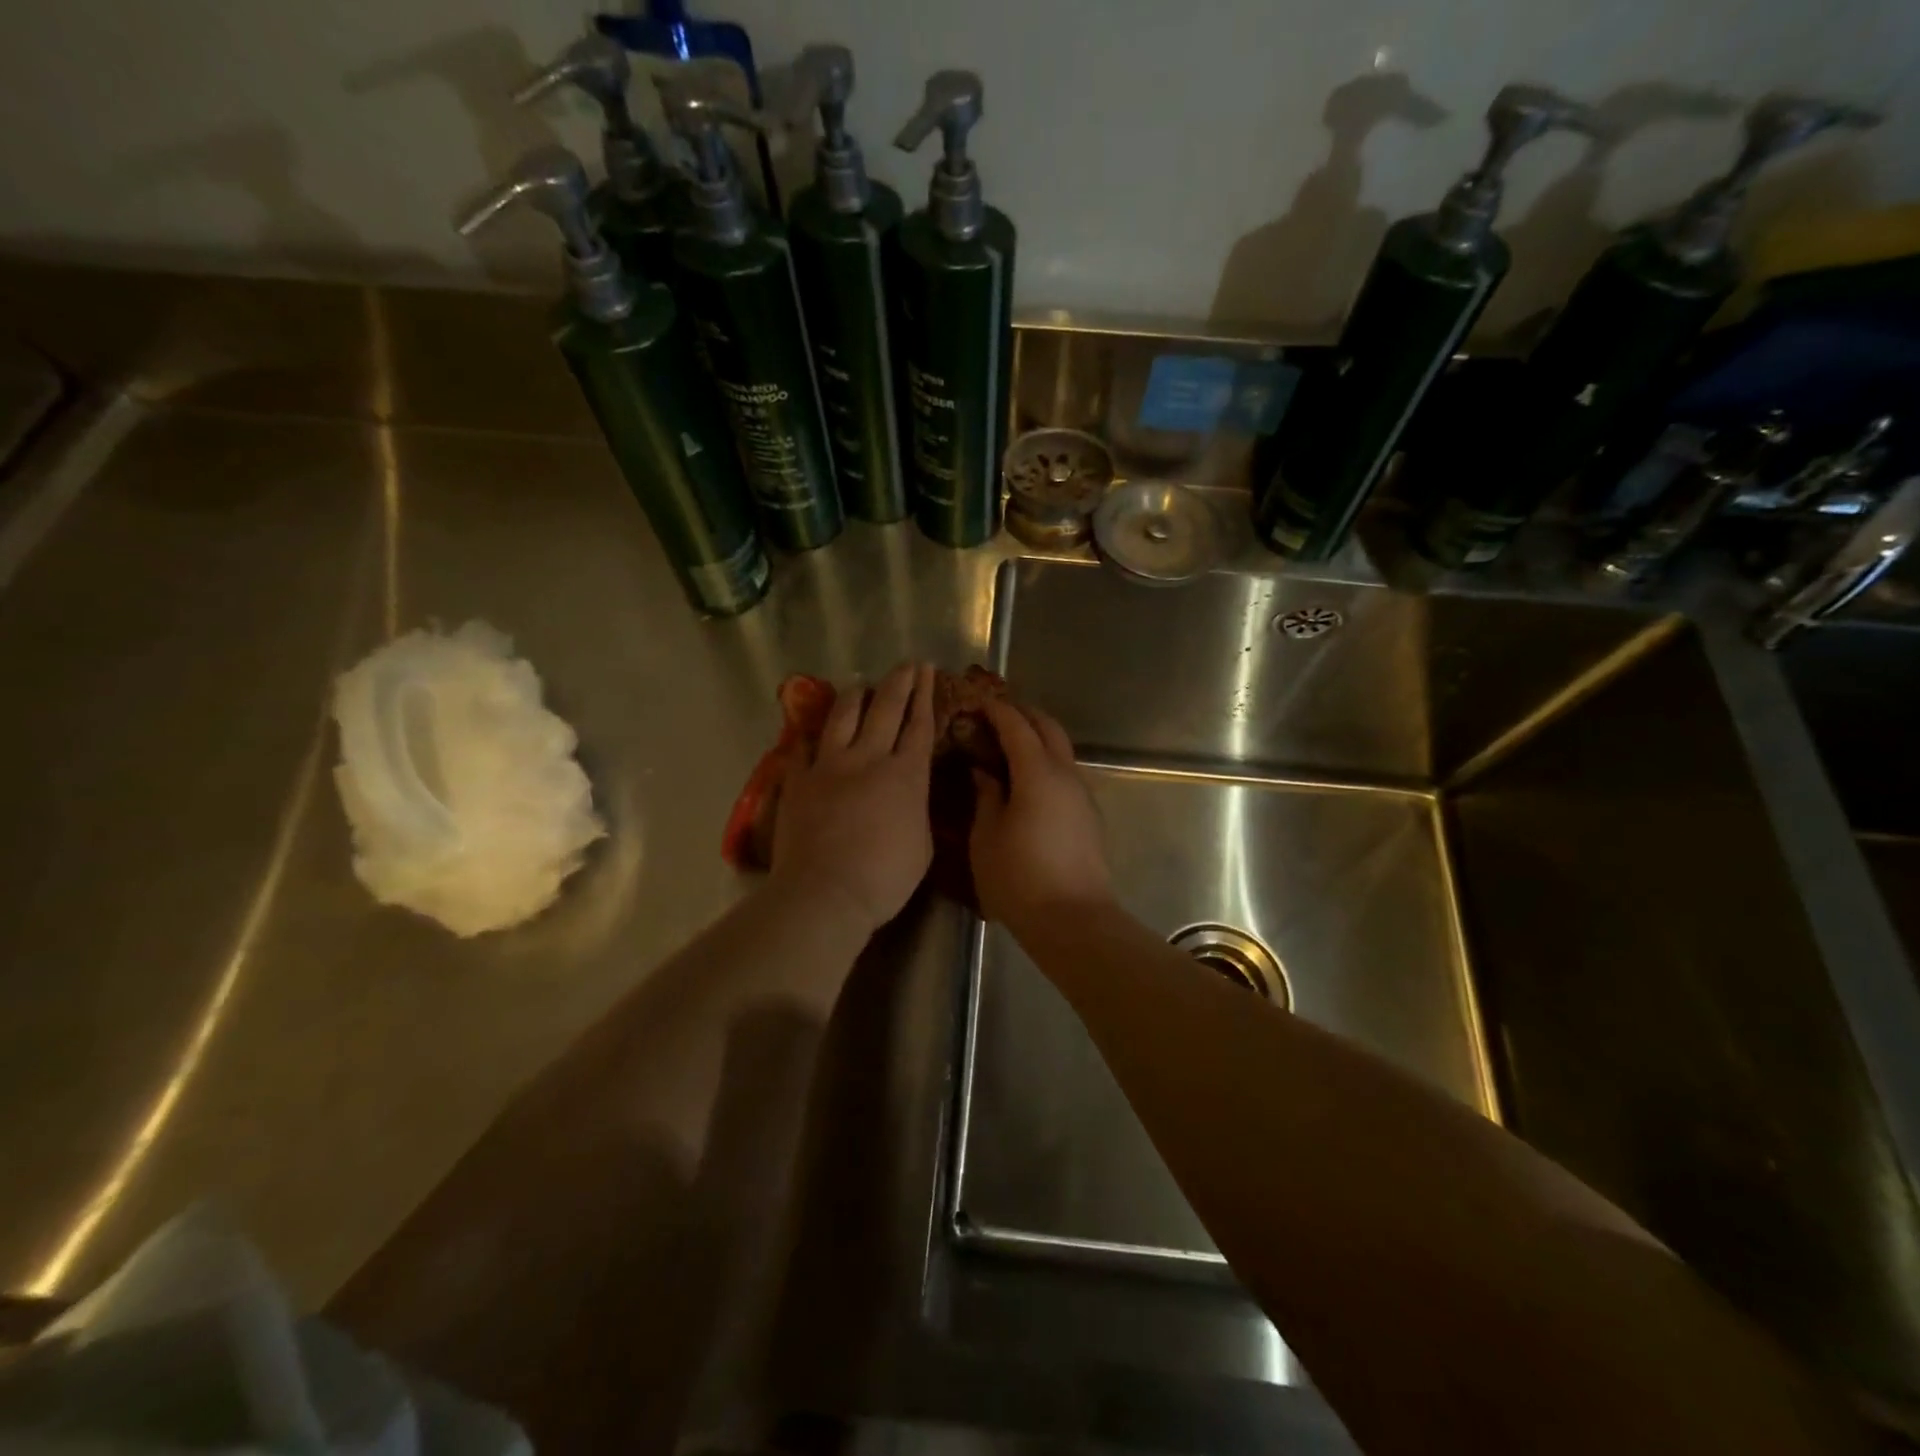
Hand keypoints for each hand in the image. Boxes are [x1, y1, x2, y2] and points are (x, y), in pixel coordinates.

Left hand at [770, 662, 935, 936]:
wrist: (826, 892)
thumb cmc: (885, 878)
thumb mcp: (922, 844)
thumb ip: (918, 809)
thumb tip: (911, 792)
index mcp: (906, 775)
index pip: (919, 725)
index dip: (925, 695)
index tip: (928, 671)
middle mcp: (868, 758)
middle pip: (885, 708)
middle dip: (899, 682)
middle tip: (906, 664)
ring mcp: (829, 766)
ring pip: (843, 716)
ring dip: (856, 697)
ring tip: (862, 685)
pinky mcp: (798, 780)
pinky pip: (804, 747)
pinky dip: (811, 735)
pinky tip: (812, 730)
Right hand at [971, 699, 1112, 931]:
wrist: (1073, 920)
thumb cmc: (1019, 878)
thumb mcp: (987, 836)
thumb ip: (986, 796)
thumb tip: (984, 772)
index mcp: (1038, 773)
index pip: (1017, 726)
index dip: (996, 710)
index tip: (976, 702)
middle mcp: (1066, 775)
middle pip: (1048, 728)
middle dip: (1023, 714)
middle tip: (995, 715)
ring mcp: (1082, 796)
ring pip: (1062, 751)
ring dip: (1037, 739)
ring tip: (1008, 747)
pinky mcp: (1089, 816)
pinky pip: (1066, 775)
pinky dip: (1046, 764)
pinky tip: (1027, 782)